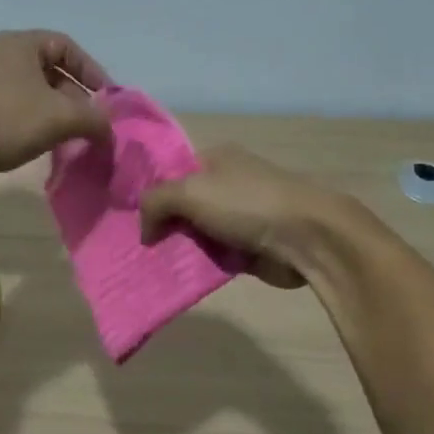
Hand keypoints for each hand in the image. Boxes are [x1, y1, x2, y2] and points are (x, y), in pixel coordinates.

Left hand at [0, 30, 111, 189]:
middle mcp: (3, 57)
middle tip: (90, 125)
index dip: (92, 71)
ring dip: (57, 116)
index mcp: (22, 44)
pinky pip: (17, 112)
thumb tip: (110, 132)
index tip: (107, 99)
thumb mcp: (60, 117)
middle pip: (52, 72)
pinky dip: (35, 126)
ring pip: (35, 95)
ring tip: (71, 139)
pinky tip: (44, 147)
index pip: (68, 47)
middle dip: (76, 99)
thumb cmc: (5, 119)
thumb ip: (94, 120)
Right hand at [140, 145, 330, 288]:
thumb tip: (144, 230)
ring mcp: (239, 217)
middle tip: (133, 245)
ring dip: (178, 248)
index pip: (171, 172)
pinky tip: (175, 275)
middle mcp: (227, 184)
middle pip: (181, 204)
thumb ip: (155, 202)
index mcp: (215, 158)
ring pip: (195, 233)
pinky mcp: (248, 247)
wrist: (306, 237)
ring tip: (148, 264)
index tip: (126, 216)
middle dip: (161, 224)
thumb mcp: (190, 191)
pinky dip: (198, 265)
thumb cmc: (247, 203)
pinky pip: (213, 256)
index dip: (150, 192)